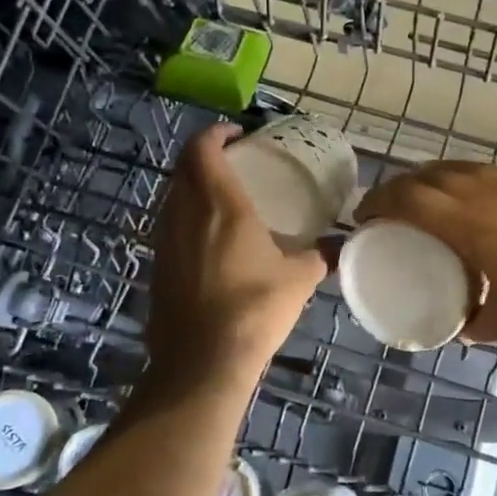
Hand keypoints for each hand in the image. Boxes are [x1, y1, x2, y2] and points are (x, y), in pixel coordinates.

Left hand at [143, 124, 326, 390]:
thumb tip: (339, 244)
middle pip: (183, 168)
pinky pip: (169, 226)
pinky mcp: (157, 267)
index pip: (204, 149)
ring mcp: (165, 241)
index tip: (238, 135)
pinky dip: (185, 218)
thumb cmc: (254, 309)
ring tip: (221, 197)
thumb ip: (320, 255)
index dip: (216, 133)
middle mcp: (186, 214)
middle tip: (233, 162)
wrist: (203, 362)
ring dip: (192, 187)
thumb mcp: (299, 279)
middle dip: (204, 156)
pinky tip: (207, 240)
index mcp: (221, 205)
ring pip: (172, 196)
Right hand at [354, 161, 496, 350]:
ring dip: (434, 181)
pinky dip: (466, 182)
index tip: (363, 217)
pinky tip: (476, 205)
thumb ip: (473, 321)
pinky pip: (488, 173)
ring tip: (428, 204)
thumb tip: (458, 324)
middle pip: (428, 174)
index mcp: (468, 222)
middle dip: (401, 188)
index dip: (378, 202)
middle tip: (390, 211)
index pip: (407, 198)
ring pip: (461, 168)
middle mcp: (486, 191)